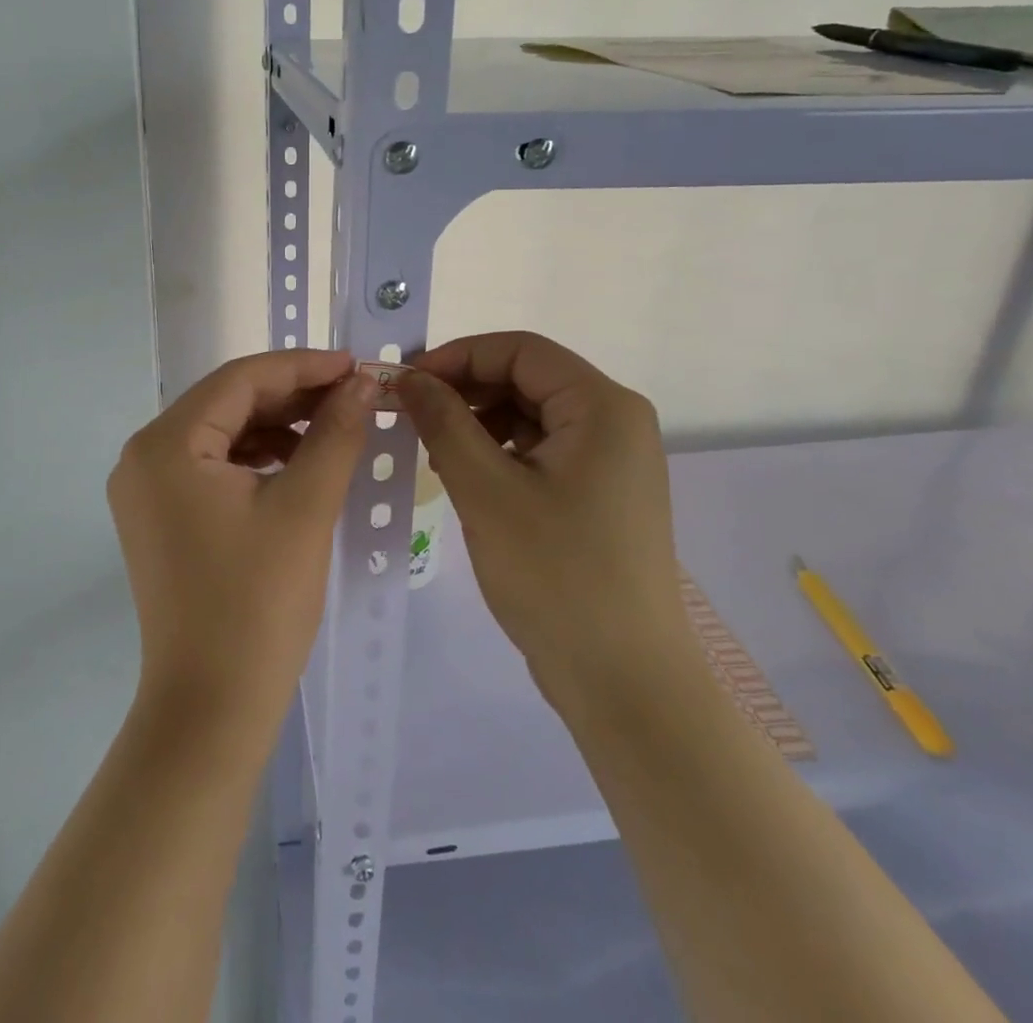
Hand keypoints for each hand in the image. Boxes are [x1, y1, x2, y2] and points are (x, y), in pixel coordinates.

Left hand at [107, 350, 375, 742]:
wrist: (211, 708)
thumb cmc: (259, 603)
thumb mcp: (305, 507)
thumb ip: (335, 433)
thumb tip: (361, 382)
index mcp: (166, 444)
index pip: (240, 379)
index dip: (302, 366)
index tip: (355, 364)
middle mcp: (144, 456)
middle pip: (227, 402)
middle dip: (292, 395)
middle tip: (352, 394)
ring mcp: (147, 490)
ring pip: (221, 433)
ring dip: (277, 425)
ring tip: (335, 426)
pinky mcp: (160, 517)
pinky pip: (212, 466)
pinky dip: (257, 457)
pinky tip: (299, 462)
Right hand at [399, 332, 691, 711]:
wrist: (625, 682)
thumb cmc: (556, 576)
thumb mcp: (486, 491)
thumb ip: (444, 422)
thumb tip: (408, 376)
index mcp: (603, 407)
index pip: (520, 351)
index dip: (457, 356)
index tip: (406, 381)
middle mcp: (616, 421)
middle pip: (528, 379)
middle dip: (466, 390)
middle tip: (411, 416)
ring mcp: (612, 460)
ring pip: (532, 416)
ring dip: (479, 422)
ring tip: (434, 451)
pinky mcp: (601, 493)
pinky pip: (542, 451)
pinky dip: (500, 453)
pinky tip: (468, 479)